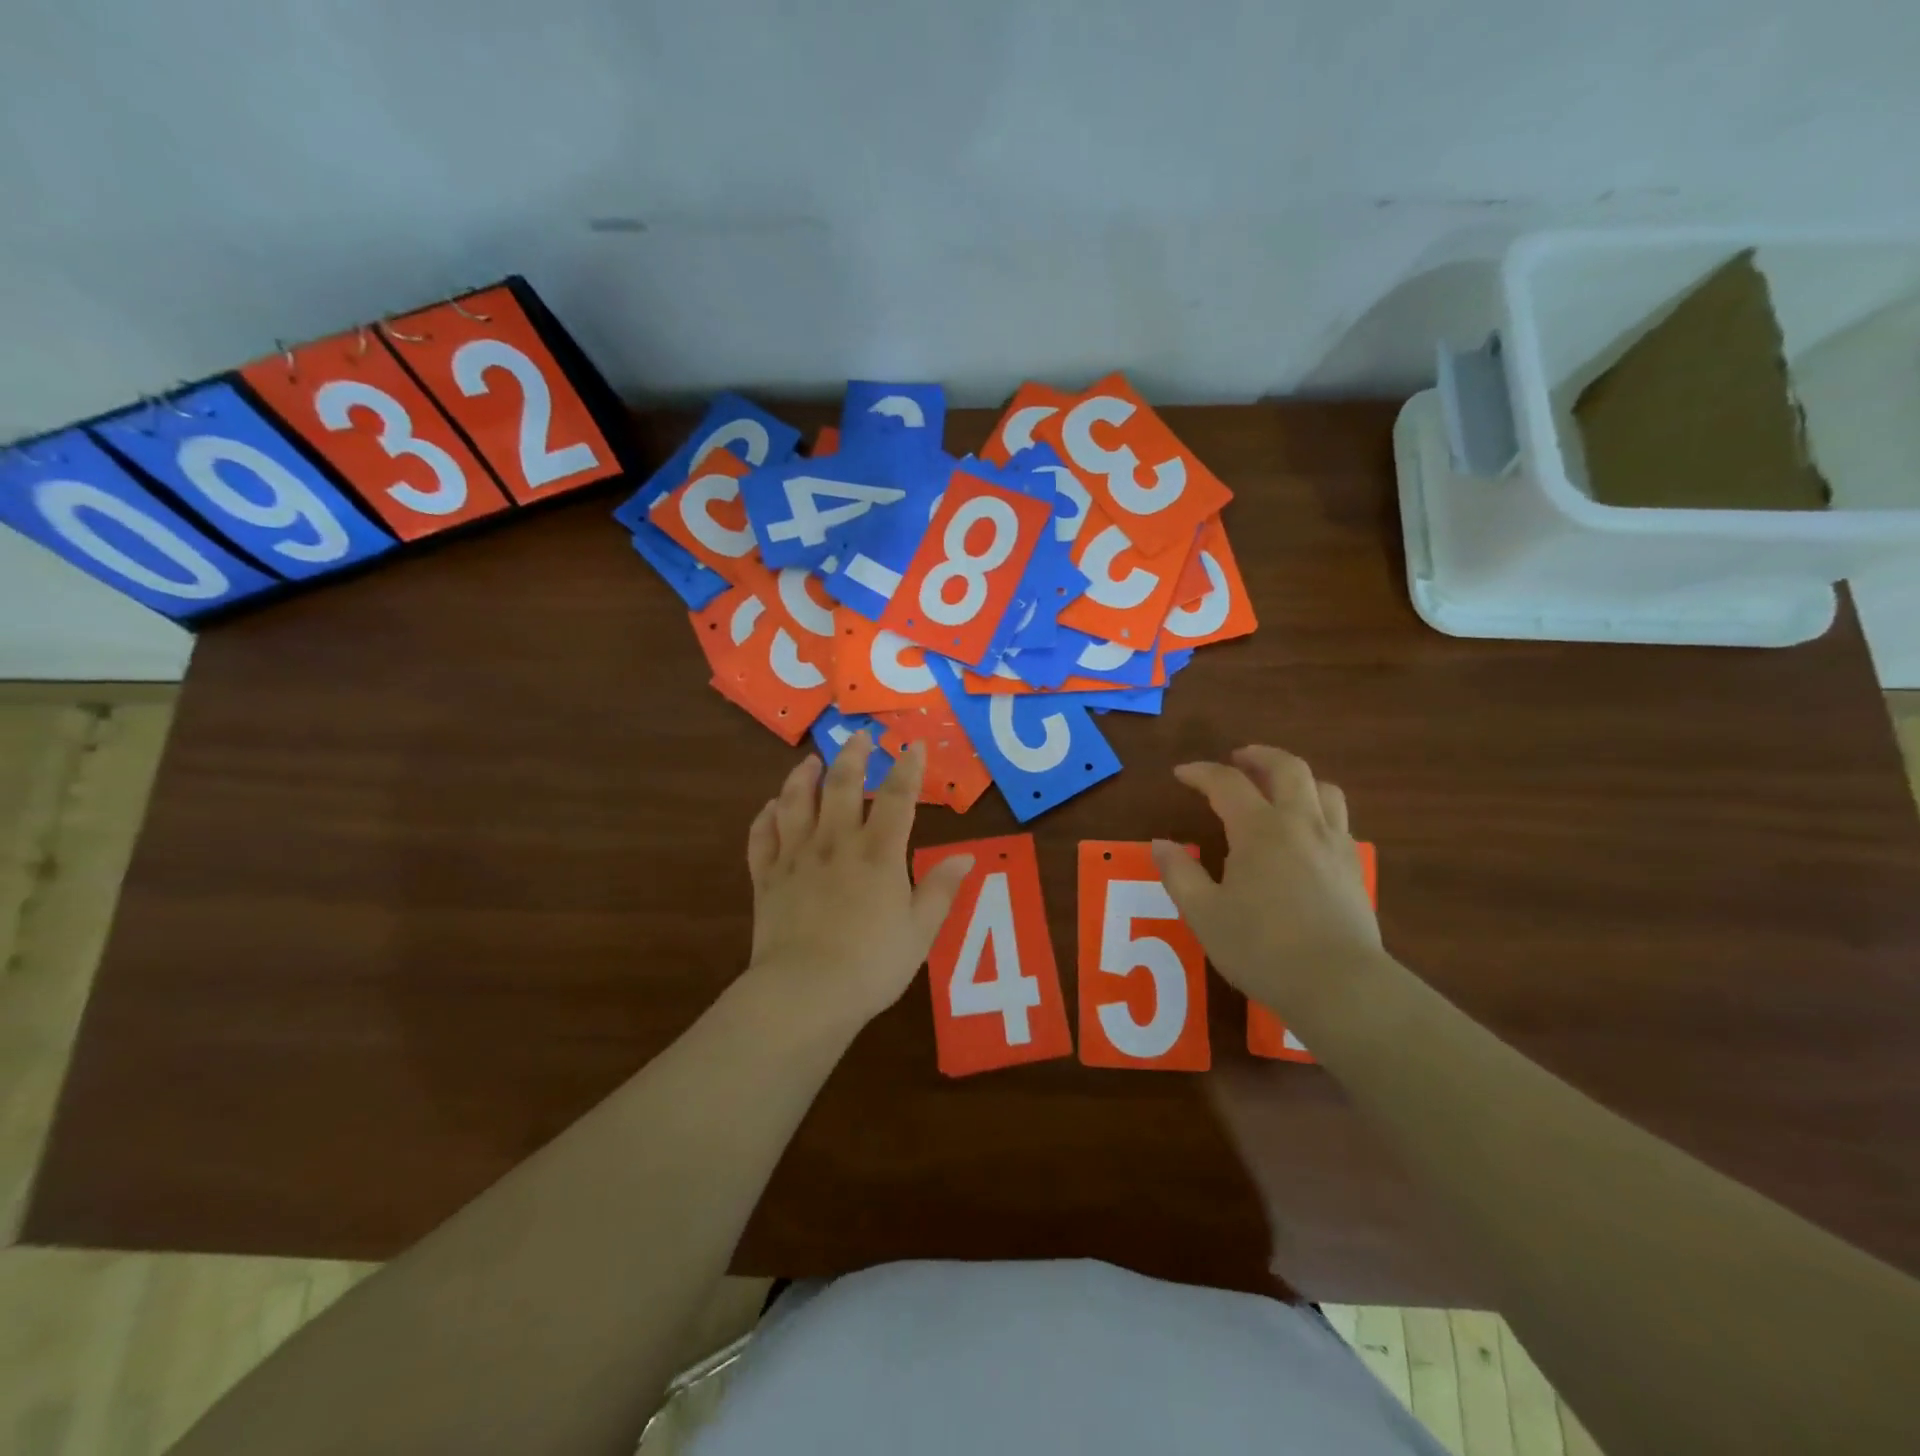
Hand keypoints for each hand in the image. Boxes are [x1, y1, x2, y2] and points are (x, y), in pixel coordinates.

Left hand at [743, 732, 972, 1030]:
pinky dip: (766, 816)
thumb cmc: (872, 964)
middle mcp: (836, 843)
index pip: (898, 798)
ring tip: (810, 761)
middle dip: (854, 756)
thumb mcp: (920, 931)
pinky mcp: (767, 877)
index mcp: (878, 854)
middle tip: (859, 736)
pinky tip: (771, 807)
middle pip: (843, 786)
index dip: (908, 768)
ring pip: (796, 801)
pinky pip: (762, 837)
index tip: (913, 744)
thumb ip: (941, 889)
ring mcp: (796, 857)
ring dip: (804, 776)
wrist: (805, 992)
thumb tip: (967, 856)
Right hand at [1153, 745, 1381, 1023]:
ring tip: (1276, 788)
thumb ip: (1179, 874)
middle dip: (1259, 756)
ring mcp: (1334, 844)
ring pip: (1323, 788)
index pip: (1227, 783)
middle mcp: (1301, 824)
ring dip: (1296, 778)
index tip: (1181, 774)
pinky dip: (1317, 809)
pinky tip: (1304, 833)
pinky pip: (1338, 820)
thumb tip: (1160, 844)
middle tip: (1238, 758)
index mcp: (1260, 829)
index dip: (1201, 772)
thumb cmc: (1262, 948)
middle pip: (1287, 768)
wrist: (1340, 985)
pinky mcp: (1354, 867)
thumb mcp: (1204, 914)